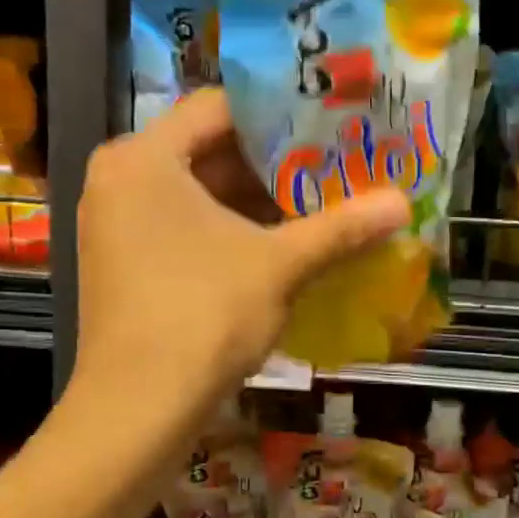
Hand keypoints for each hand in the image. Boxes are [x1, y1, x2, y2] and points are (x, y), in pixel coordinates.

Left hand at [73, 90, 408, 424]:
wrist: (137, 410)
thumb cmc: (203, 317)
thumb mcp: (279, 266)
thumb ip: (340, 228)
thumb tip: (404, 203)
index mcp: (143, 157)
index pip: (219, 107)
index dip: (279, 113)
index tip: (329, 123)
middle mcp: (118, 179)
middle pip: (206, 150)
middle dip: (273, 163)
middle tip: (333, 164)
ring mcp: (114, 224)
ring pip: (195, 193)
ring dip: (254, 201)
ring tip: (318, 202)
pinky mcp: (121, 263)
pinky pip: (180, 226)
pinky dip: (227, 230)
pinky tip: (278, 244)